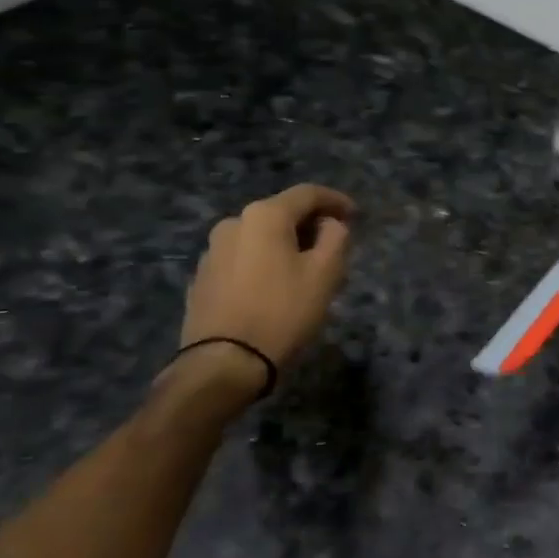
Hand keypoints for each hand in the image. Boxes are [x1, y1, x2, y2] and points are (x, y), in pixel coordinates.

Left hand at [178, 185, 354, 377]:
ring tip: (305, 271)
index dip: (336, 200)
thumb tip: (330, 224)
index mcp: (264, 216)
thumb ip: (336, 237)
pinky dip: (264, 264)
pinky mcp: (202, 278)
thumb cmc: (283, 312)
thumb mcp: (326, 273)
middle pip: (281, 214)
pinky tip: (274, 288)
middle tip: (334, 247)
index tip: (355, 215)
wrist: (224, 364)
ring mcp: (212, 251)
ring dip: (286, 246)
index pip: (308, 194)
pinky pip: (243, 259)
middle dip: (310, 225)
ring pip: (260, 238)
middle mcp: (233, 223)